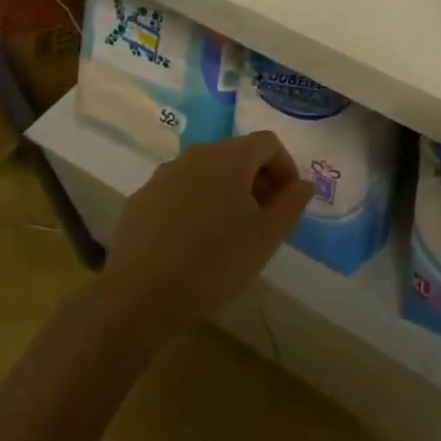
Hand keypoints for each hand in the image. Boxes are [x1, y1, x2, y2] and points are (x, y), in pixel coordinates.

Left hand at [97, 131, 309, 347]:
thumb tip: (303, 184)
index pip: (267, 142)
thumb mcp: (264, 239)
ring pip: (206, 171)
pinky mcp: (141, 198)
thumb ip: (290, 205)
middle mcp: (195, 155)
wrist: (137, 297)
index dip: (285, 167)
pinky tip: (193, 241)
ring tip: (230, 231)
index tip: (287, 201)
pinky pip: (180, 189)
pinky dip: (196, 203)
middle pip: (237, 153)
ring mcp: (163, 175)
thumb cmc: (212, 264)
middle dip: (258, 179)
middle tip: (265, 218)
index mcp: (229, 159)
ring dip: (226, 190)